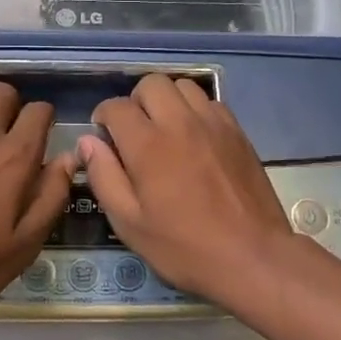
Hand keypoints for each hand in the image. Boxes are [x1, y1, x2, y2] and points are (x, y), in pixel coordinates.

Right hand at [78, 75, 295, 302]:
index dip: (103, 117)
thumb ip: (104, 177)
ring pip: (182, 86)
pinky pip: (209, 102)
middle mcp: (179, 122)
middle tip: (135, 131)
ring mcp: (212, 123)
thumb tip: (88, 142)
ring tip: (165, 129)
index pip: (116, 107)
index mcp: (147, 145)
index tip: (104, 136)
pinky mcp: (237, 131)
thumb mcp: (130, 223)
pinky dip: (195, 110)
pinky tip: (195, 138)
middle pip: (151, 84)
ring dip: (167, 101)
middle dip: (135, 101)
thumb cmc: (184, 246)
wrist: (252, 256)